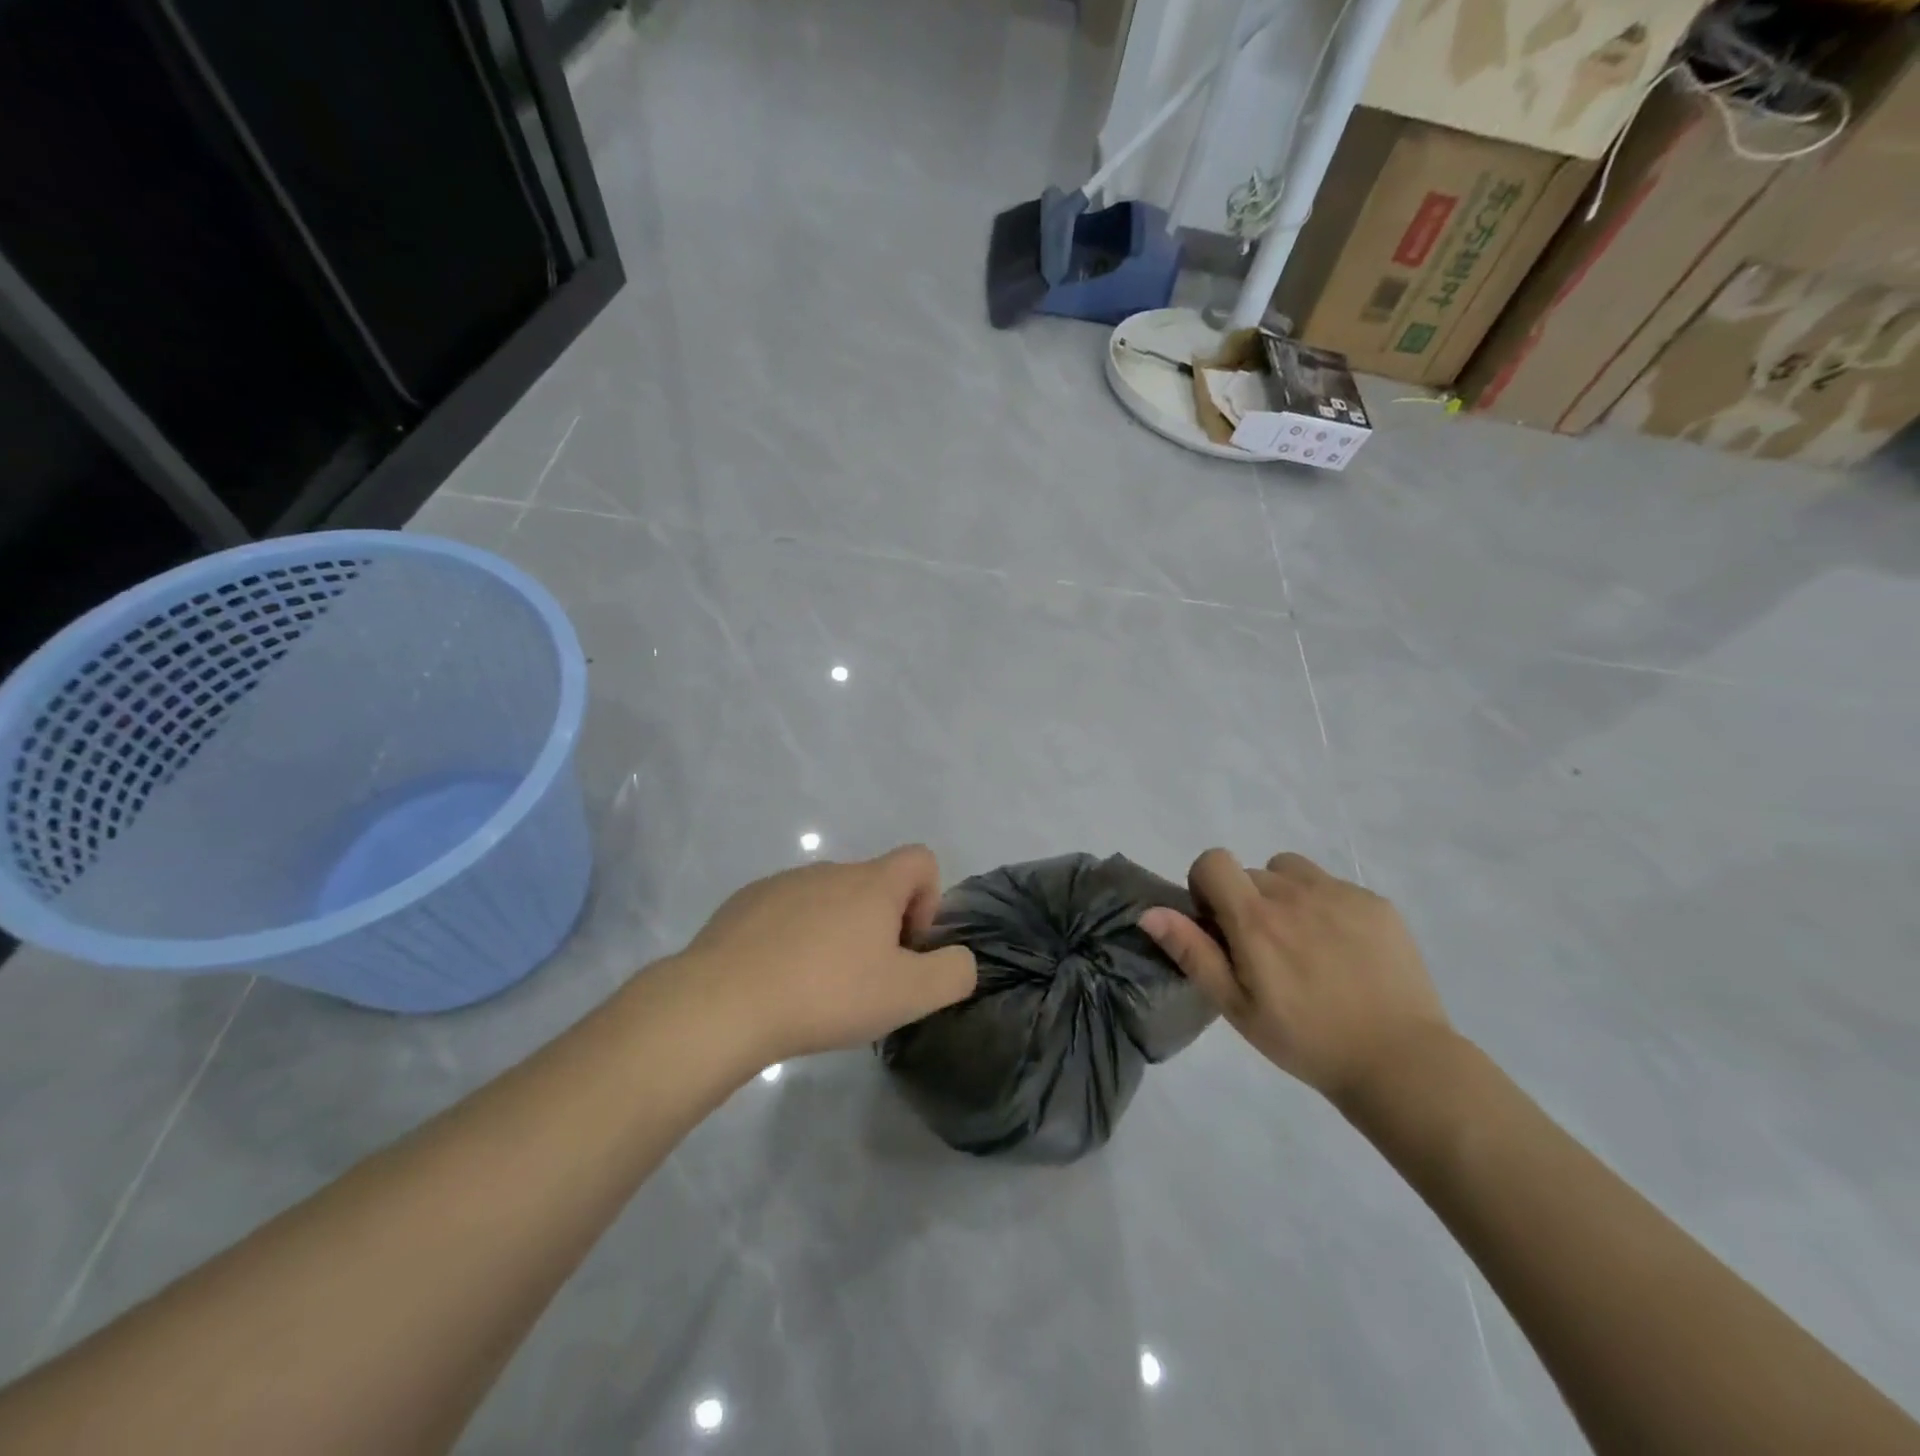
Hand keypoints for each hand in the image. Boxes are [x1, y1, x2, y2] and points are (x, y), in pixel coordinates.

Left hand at [676, 845, 977, 1064]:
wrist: (723, 1002)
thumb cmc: (827, 993)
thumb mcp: (909, 995)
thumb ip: (953, 973)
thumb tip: (959, 959)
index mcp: (872, 883)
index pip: (921, 859)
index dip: (928, 901)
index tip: (906, 947)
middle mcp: (830, 870)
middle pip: (874, 884)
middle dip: (881, 926)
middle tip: (864, 980)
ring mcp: (784, 883)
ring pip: (829, 899)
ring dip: (837, 932)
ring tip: (817, 986)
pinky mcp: (745, 903)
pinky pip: (787, 911)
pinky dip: (794, 937)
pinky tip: (777, 980)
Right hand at [1139, 850, 1449, 1102]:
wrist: (1400, 1062)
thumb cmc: (1305, 1040)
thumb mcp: (1236, 1006)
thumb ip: (1193, 953)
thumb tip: (1150, 913)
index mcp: (1256, 918)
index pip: (1213, 861)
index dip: (1206, 884)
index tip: (1218, 923)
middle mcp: (1295, 893)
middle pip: (1252, 872)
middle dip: (1247, 900)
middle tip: (1265, 950)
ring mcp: (1341, 894)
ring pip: (1293, 871)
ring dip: (1286, 895)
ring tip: (1304, 942)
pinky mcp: (1377, 903)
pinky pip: (1335, 887)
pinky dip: (1327, 907)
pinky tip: (1344, 951)